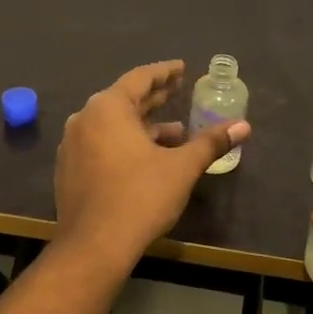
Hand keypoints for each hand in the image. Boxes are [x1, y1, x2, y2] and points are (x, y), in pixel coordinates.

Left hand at [55, 61, 250, 265]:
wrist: (94, 245)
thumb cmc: (140, 197)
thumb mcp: (181, 167)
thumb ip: (210, 142)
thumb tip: (243, 126)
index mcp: (108, 108)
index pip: (140, 78)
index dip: (164, 73)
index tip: (182, 68)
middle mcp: (84, 119)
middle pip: (124, 100)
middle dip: (154, 97)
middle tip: (178, 90)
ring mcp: (73, 145)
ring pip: (112, 125)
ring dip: (143, 125)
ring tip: (175, 132)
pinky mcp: (69, 170)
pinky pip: (100, 145)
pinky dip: (125, 143)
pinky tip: (148, 158)